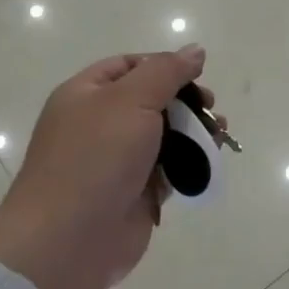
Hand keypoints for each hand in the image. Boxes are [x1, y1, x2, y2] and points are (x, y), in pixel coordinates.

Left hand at [0, 45, 209, 288]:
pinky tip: (210, 161)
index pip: (129, 66)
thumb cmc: (95, 158)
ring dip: (194, 132)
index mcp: (86, 94)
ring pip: (164, 136)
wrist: (70, 239)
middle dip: (186, 101)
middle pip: (151, 100)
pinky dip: (190, 163)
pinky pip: (168, 170)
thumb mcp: (131, 100)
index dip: (164, 65)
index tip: (197, 76)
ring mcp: (117, 161)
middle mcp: (99, 124)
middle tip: (211, 109)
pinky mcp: (135, 193)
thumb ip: (167, 72)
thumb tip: (195, 50)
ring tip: (219, 134)